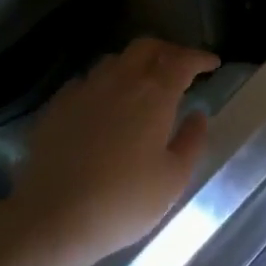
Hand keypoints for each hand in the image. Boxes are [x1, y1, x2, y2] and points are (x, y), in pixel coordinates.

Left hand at [5, 37, 220, 265]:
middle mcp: (118, 82)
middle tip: (181, 67)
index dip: (199, 58)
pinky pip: (86, 81)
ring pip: (114, 60)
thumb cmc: (124, 202)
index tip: (213, 64)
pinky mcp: (56, 106)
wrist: (52, 217)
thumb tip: (197, 115)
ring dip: (135, 64)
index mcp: (154, 95)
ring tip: (144, 84)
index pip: (182, 61)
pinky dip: (104, 84)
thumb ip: (191, 141)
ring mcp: (83, 91)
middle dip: (168, 51)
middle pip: (146, 48)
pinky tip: (104, 104)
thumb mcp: (173, 179)